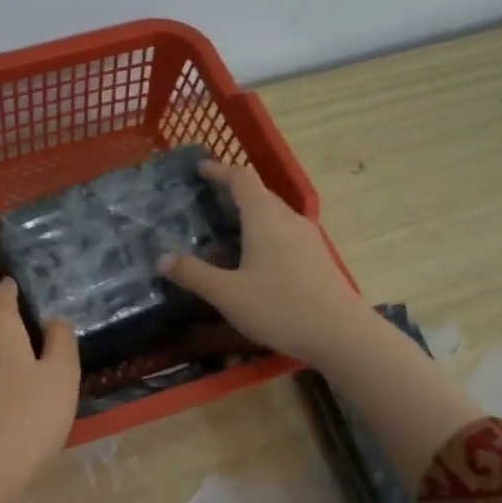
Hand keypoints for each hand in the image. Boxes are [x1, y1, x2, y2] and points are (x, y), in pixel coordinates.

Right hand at [162, 159, 481, 487]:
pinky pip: (283, 233)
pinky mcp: (315, 257)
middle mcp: (288, 219)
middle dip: (231, 192)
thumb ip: (193, 274)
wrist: (340, 334)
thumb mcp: (227, 294)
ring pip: (272, 215)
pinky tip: (251, 257)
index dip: (219, 170)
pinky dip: (262, 233)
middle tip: (204, 201)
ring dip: (248, 214)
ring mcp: (307, 237)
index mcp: (265, 217)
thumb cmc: (280, 307)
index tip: (200, 168)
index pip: (241, 179)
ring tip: (223, 229)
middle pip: (258, 194)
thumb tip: (161, 259)